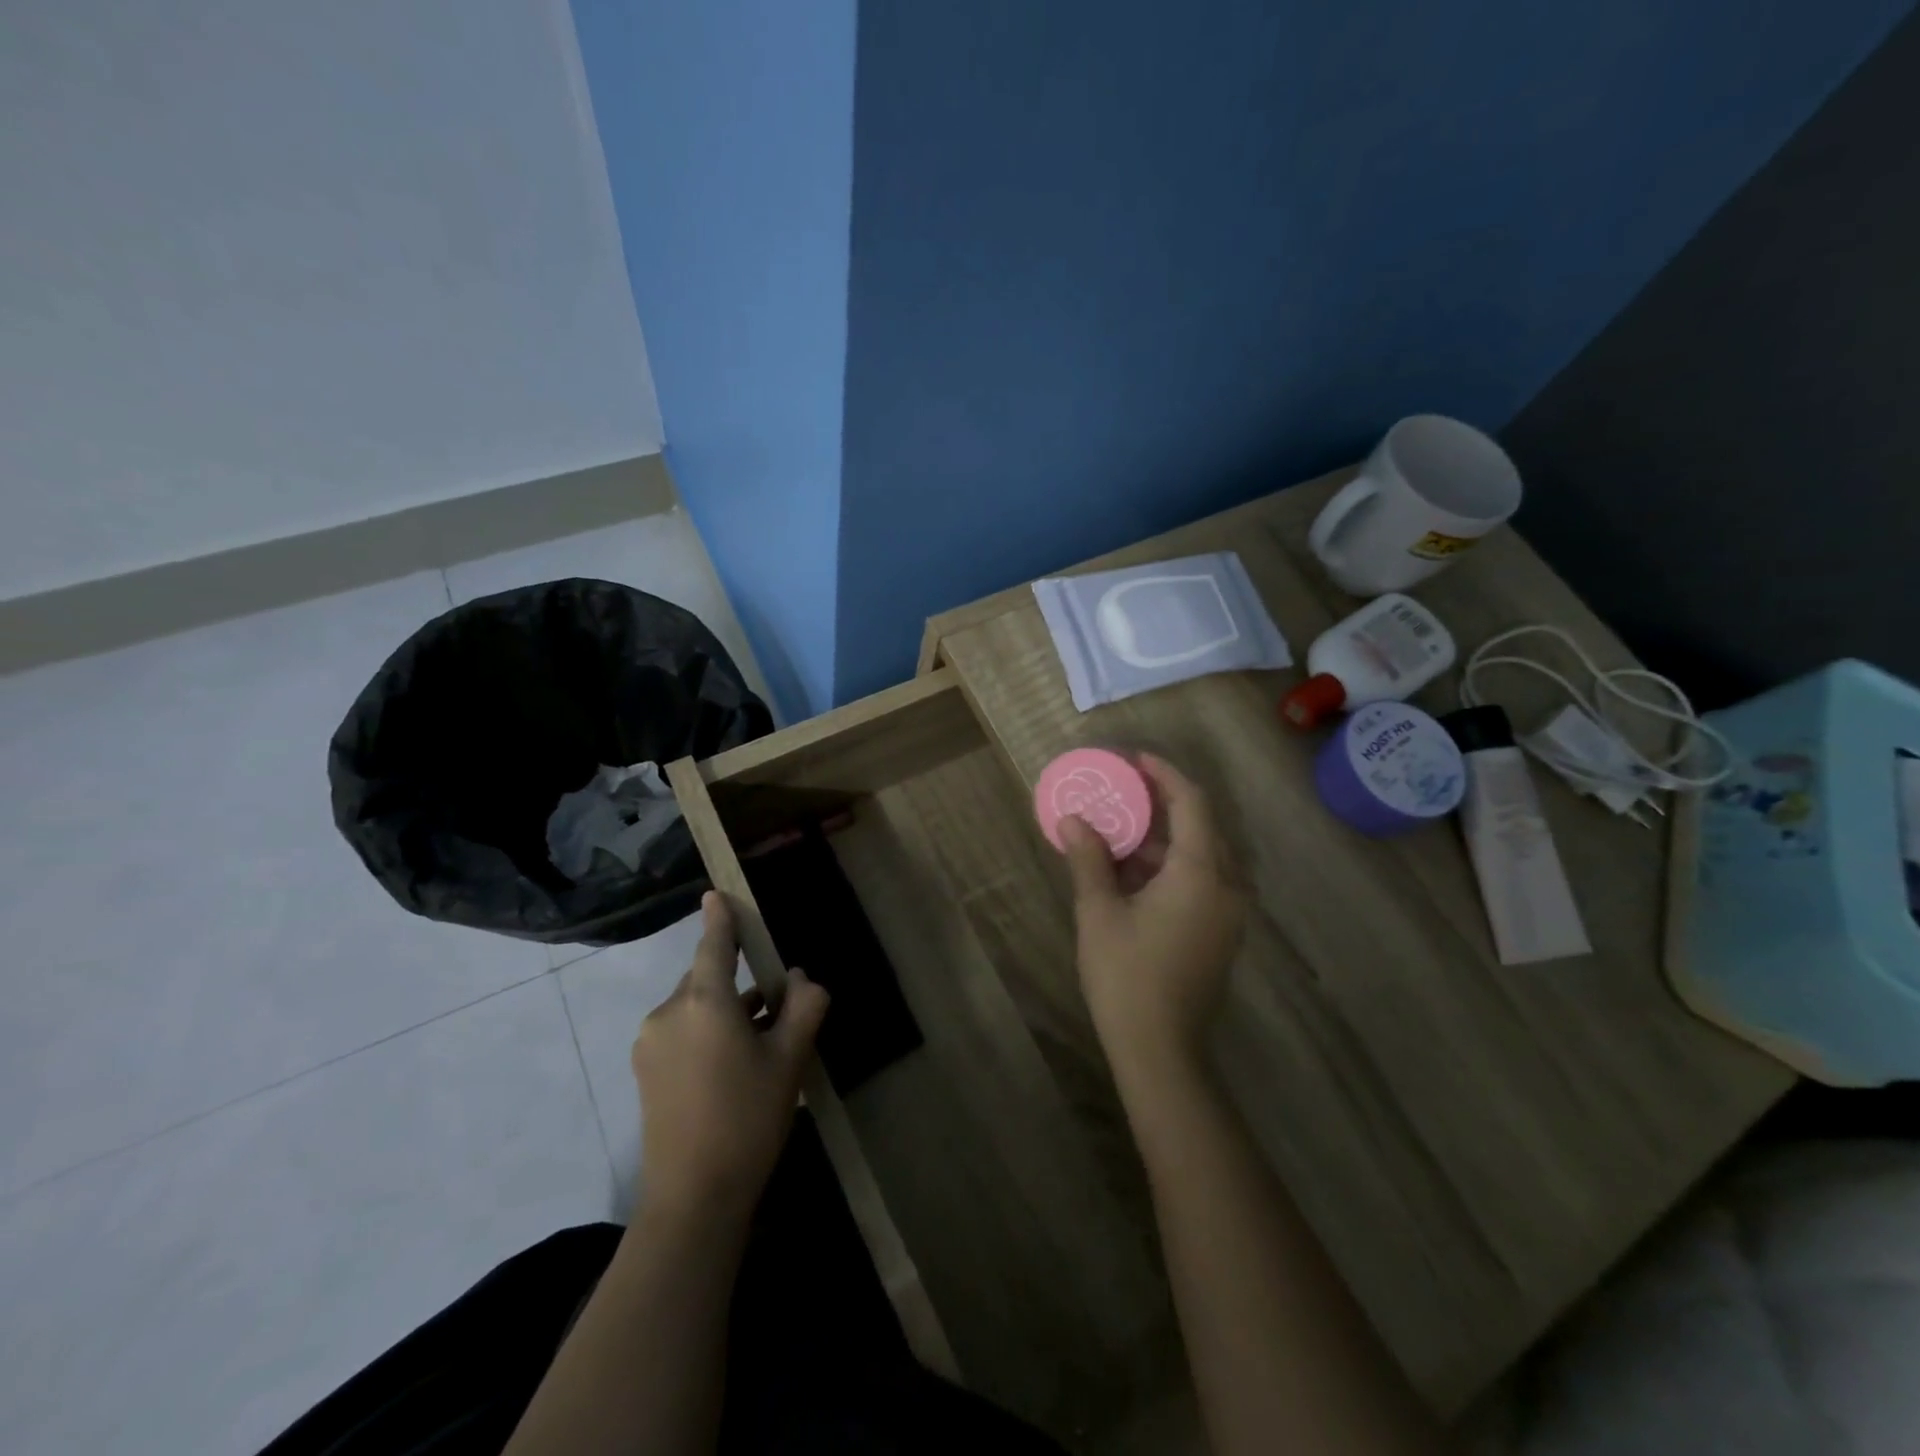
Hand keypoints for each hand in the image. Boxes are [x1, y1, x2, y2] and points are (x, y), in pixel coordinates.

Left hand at [631, 892, 829, 1225]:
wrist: (692, 1200)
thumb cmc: (747, 1119)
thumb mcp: (791, 1059)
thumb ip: (803, 1006)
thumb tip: (800, 979)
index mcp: (704, 1000)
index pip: (714, 943)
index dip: (720, 916)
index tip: (716, 892)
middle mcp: (669, 1011)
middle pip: (706, 976)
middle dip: (737, 978)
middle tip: (775, 1000)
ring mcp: (650, 1042)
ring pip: (694, 1005)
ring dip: (724, 1008)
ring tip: (761, 1035)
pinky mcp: (644, 1070)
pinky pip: (681, 1030)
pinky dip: (706, 1030)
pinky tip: (733, 1060)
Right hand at [1061, 754, 1245, 1078]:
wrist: (1161, 1050)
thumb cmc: (1127, 976)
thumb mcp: (1099, 912)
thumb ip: (1089, 859)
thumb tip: (1073, 819)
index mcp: (1200, 873)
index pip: (1191, 803)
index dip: (1165, 774)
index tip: (1134, 758)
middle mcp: (1225, 886)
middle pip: (1200, 826)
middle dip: (1163, 802)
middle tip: (1124, 788)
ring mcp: (1227, 912)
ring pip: (1200, 855)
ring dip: (1163, 837)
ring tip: (1120, 826)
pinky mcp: (1219, 932)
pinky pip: (1200, 880)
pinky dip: (1169, 865)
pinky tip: (1132, 870)